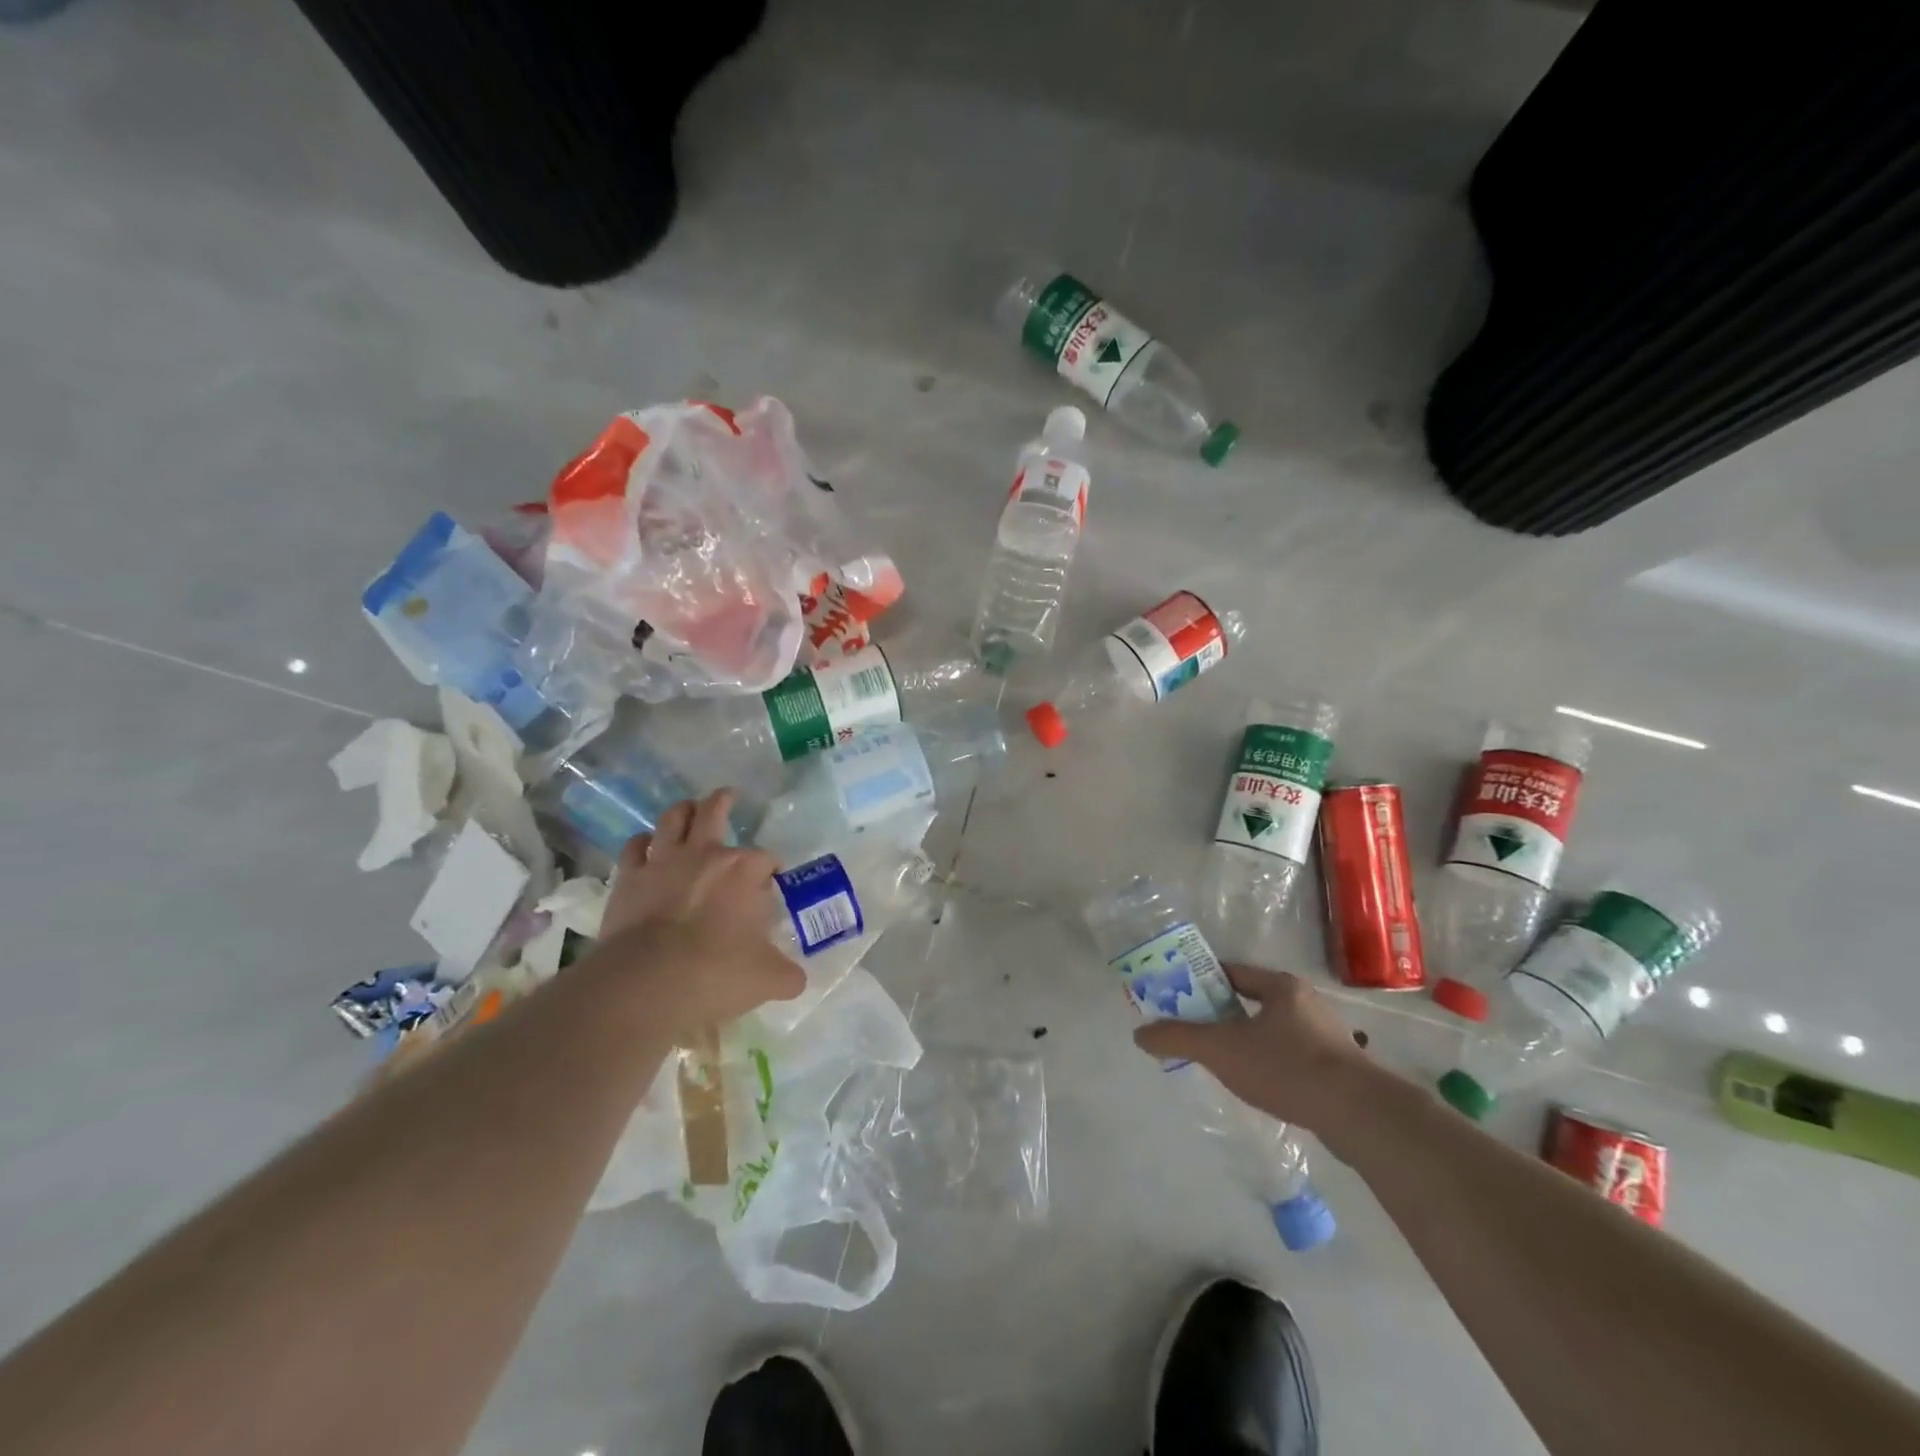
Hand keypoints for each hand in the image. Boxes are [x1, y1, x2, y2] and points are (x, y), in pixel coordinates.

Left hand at [596, 790, 803, 1032]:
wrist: (647, 982)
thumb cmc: (716, 972)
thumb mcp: (767, 979)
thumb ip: (786, 974)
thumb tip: (795, 980)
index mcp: (743, 870)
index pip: (766, 859)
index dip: (771, 869)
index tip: (771, 883)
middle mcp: (705, 854)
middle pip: (714, 812)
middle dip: (723, 801)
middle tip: (727, 795)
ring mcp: (663, 862)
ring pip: (672, 819)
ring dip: (682, 811)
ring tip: (688, 808)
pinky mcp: (629, 878)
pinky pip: (635, 847)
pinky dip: (643, 843)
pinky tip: (646, 846)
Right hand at [1133, 965, 1373, 1133]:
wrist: (1360, 1115)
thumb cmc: (1287, 1067)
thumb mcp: (1222, 1050)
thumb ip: (1179, 1038)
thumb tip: (1139, 1034)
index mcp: (1280, 986)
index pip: (1231, 972)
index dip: (1201, 981)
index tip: (1177, 995)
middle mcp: (1305, 1003)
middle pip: (1251, 1001)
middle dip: (1221, 1014)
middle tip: (1193, 1030)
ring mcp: (1326, 1036)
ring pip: (1272, 1031)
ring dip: (1246, 1041)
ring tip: (1221, 1061)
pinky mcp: (1338, 1070)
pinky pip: (1291, 1057)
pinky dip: (1270, 1065)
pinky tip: (1258, 1086)